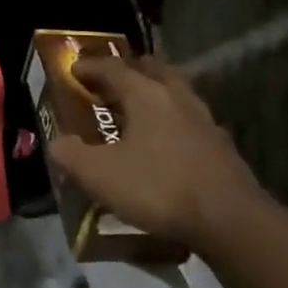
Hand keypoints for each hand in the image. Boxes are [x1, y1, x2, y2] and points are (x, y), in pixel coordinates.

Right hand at [50, 55, 271, 251]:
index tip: (73, 69)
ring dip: (156, 93)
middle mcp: (177, 98)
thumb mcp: (100, 175)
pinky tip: (166, 142)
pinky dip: (173, 121)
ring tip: (139, 109)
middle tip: (112, 79)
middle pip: (153, 69)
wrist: (230, 221)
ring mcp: (204, 120)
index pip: (113, 69)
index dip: (90, 67)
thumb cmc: (158, 188)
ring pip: (176, 93)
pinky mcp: (221, 146)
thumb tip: (57, 143)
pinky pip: (190, 120)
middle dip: (131, 69)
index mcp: (146, 95)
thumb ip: (71, 155)